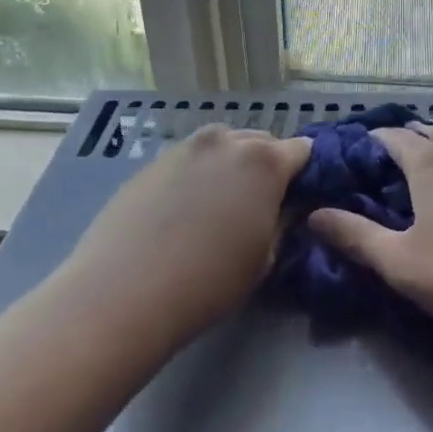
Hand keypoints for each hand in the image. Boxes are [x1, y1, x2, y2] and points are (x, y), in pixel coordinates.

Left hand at [61, 125, 311, 332]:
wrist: (125, 291)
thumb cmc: (210, 281)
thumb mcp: (265, 257)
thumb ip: (284, 220)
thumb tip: (290, 204)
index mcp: (264, 160)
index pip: (302, 150)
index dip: (307, 172)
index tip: (303, 197)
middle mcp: (225, 140)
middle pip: (261, 142)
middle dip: (269, 166)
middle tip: (263, 204)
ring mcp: (184, 147)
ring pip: (222, 147)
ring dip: (232, 167)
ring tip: (222, 206)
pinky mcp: (152, 162)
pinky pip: (190, 160)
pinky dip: (198, 175)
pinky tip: (186, 212)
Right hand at [309, 125, 432, 337]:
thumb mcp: (403, 264)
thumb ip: (356, 237)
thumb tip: (314, 215)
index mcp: (429, 164)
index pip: (391, 137)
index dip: (369, 142)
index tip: (352, 156)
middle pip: (429, 132)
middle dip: (405, 141)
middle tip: (387, 164)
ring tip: (429, 168)